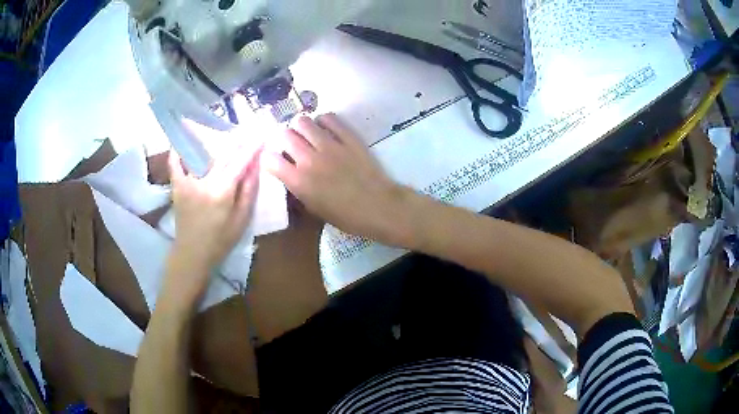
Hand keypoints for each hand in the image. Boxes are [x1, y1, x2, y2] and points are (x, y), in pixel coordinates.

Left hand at [167, 144, 260, 298]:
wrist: (192, 254)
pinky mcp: (176, 186)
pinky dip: (178, 151)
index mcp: (221, 192)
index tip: (261, 135)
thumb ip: (248, 191)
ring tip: (225, 134)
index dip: (251, 148)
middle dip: (237, 142)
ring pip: (202, 154)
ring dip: (214, 142)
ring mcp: (187, 182)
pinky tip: (184, 141)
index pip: (239, 162)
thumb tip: (256, 165)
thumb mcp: (241, 220)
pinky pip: (175, 164)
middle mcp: (203, 182)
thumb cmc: (220, 241)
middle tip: (248, 131)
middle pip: (222, 155)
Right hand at [263, 114, 410, 243]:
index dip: (269, 158)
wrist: (378, 207)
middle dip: (284, 139)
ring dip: (301, 127)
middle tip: (292, 145)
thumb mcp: (314, 208)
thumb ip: (297, 187)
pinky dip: (323, 121)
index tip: (274, 160)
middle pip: (285, 134)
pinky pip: (329, 118)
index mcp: (298, 181)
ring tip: (307, 134)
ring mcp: (330, 145)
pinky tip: (326, 129)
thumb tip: (289, 172)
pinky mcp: (348, 137)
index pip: (270, 159)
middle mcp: (309, 159)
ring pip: (304, 122)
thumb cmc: (346, 216)